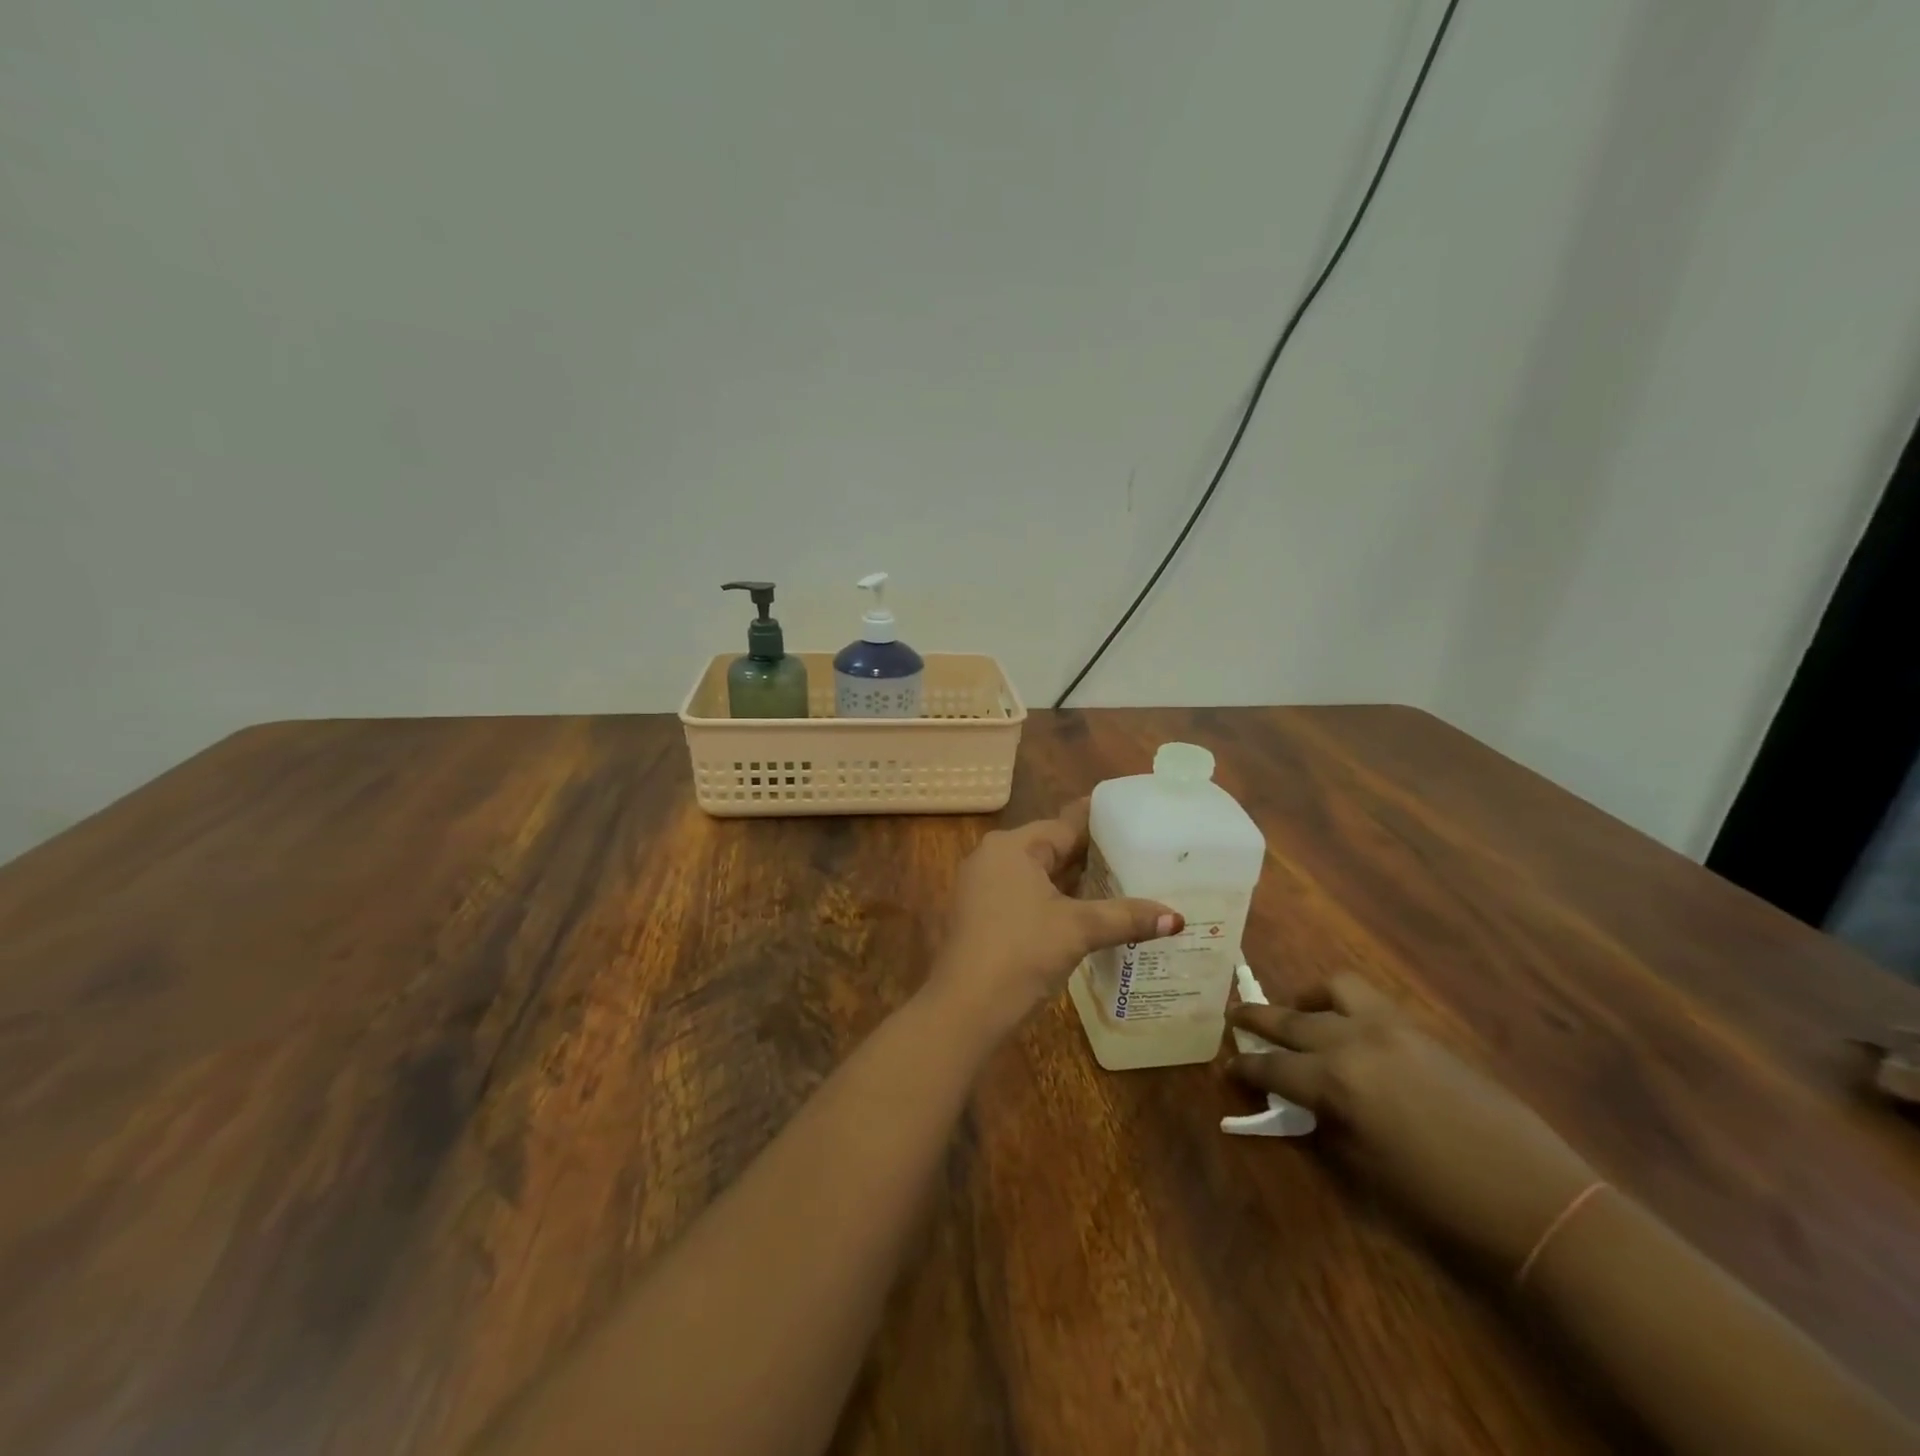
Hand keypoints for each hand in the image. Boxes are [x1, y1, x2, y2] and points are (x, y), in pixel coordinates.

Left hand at [927, 799, 1179, 1038]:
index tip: (1134, 819)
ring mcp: (983, 888)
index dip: (1101, 825)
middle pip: (1051, 849)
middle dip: (1090, 855)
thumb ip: (1126, 916)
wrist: (965, 1008)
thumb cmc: (1021, 953)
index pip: (1065, 826)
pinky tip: (1086, 912)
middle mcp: (993, 858)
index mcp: (1012, 846)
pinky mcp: (983, 916)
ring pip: (1039, 875)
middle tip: (1137, 854)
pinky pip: (1027, 896)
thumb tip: (1177, 917)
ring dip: (1074, 881)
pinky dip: (1056, 900)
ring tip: (1121, 881)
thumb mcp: (1079, 929)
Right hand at [1229, 974, 1597, 1270]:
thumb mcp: (1363, 1172)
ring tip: (1301, 1015)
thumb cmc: (1440, 1202)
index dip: (1245, 1069)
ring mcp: (1391, 1029)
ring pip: (1333, 989)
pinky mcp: (1421, 1030)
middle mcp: (1355, 1042)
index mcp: (1336, 1082)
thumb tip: (1293, 1102)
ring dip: (1307, 999)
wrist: (1536, 1201)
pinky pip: (1369, 1002)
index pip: (1272, 1067)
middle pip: (1290, 1019)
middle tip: (1235, 1019)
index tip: (1228, 1068)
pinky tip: (1349, 1030)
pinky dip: (1345, 1006)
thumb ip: (1319, 1125)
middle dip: (1256, 1019)